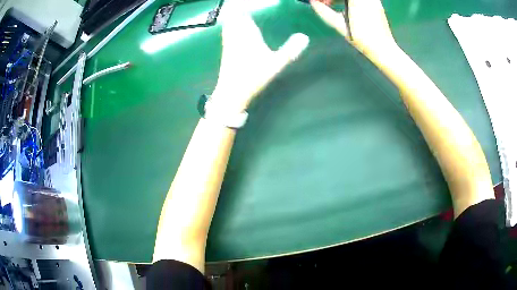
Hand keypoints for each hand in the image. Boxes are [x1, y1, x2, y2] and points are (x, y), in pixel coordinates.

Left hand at [210, 2, 308, 113]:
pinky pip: (226, 33)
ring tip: (240, 14)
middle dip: (240, 11)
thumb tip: (304, 37)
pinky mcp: (225, 51)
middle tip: (246, 8)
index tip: (252, 3)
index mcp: (248, 34)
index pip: (244, 15)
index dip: (245, 8)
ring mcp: (229, 43)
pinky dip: (230, 27)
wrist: (231, 92)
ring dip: (234, 18)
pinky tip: (233, 29)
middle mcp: (236, 35)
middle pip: (235, 17)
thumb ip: (290, 50)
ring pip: (229, 24)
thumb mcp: (276, 64)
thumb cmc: (254, 76)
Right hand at [311, 0, 396, 55]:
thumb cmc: (361, 37)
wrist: (383, 48)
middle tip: (325, 3)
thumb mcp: (339, 24)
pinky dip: (349, 1)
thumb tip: (313, 3)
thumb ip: (323, 11)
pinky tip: (345, 7)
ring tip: (333, 5)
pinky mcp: (376, 3)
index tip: (318, 2)